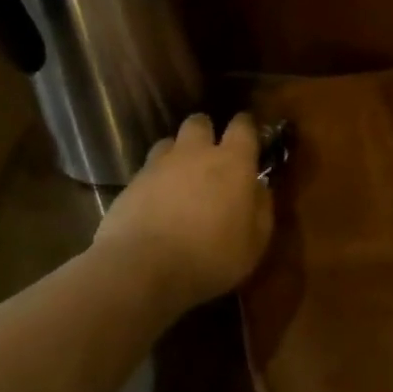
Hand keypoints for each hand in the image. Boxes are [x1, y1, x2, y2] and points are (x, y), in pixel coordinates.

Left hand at [94, 112, 273, 312]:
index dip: (246, 127)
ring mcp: (159, 165)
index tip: (249, 135)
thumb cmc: (211, 257)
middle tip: (210, 155)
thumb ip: (261, 208)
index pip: (242, 126)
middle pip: (199, 123)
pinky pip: (147, 170)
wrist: (143, 269)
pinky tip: (156, 204)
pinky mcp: (131, 183)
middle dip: (206, 132)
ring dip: (177, 154)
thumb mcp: (254, 242)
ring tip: (180, 178)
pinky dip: (154, 180)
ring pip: (169, 142)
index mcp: (232, 162)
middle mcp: (195, 153)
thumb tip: (259, 188)